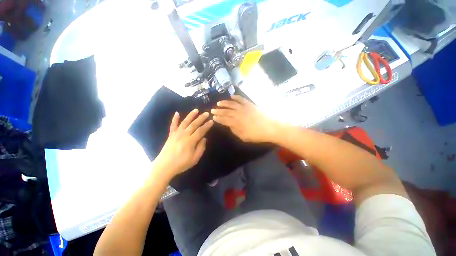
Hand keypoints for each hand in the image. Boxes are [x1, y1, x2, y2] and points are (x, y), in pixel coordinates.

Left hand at [154, 110, 213, 177]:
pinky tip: (177, 113)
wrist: (164, 166)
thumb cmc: (181, 164)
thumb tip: (204, 138)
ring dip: (191, 115)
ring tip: (196, 110)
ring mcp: (176, 134)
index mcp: (190, 141)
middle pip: (194, 124)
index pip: (201, 131)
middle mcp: (184, 135)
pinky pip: (173, 125)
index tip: (212, 121)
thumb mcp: (195, 158)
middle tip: (207, 113)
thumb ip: (201, 148)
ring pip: (185, 122)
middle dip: (201, 118)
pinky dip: (175, 119)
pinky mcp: (171, 135)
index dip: (207, 126)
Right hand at [211, 95, 279, 142]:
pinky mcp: (249, 104)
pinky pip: (241, 99)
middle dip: (218, 111)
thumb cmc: (256, 134)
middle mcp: (238, 113)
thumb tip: (229, 125)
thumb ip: (235, 130)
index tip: (213, 117)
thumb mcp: (243, 137)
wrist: (270, 127)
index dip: (218, 118)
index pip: (224, 120)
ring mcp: (244, 107)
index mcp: (236, 122)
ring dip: (224, 103)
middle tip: (212, 110)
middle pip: (226, 111)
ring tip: (218, 103)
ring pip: (231, 104)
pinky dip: (236, 97)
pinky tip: (231, 96)